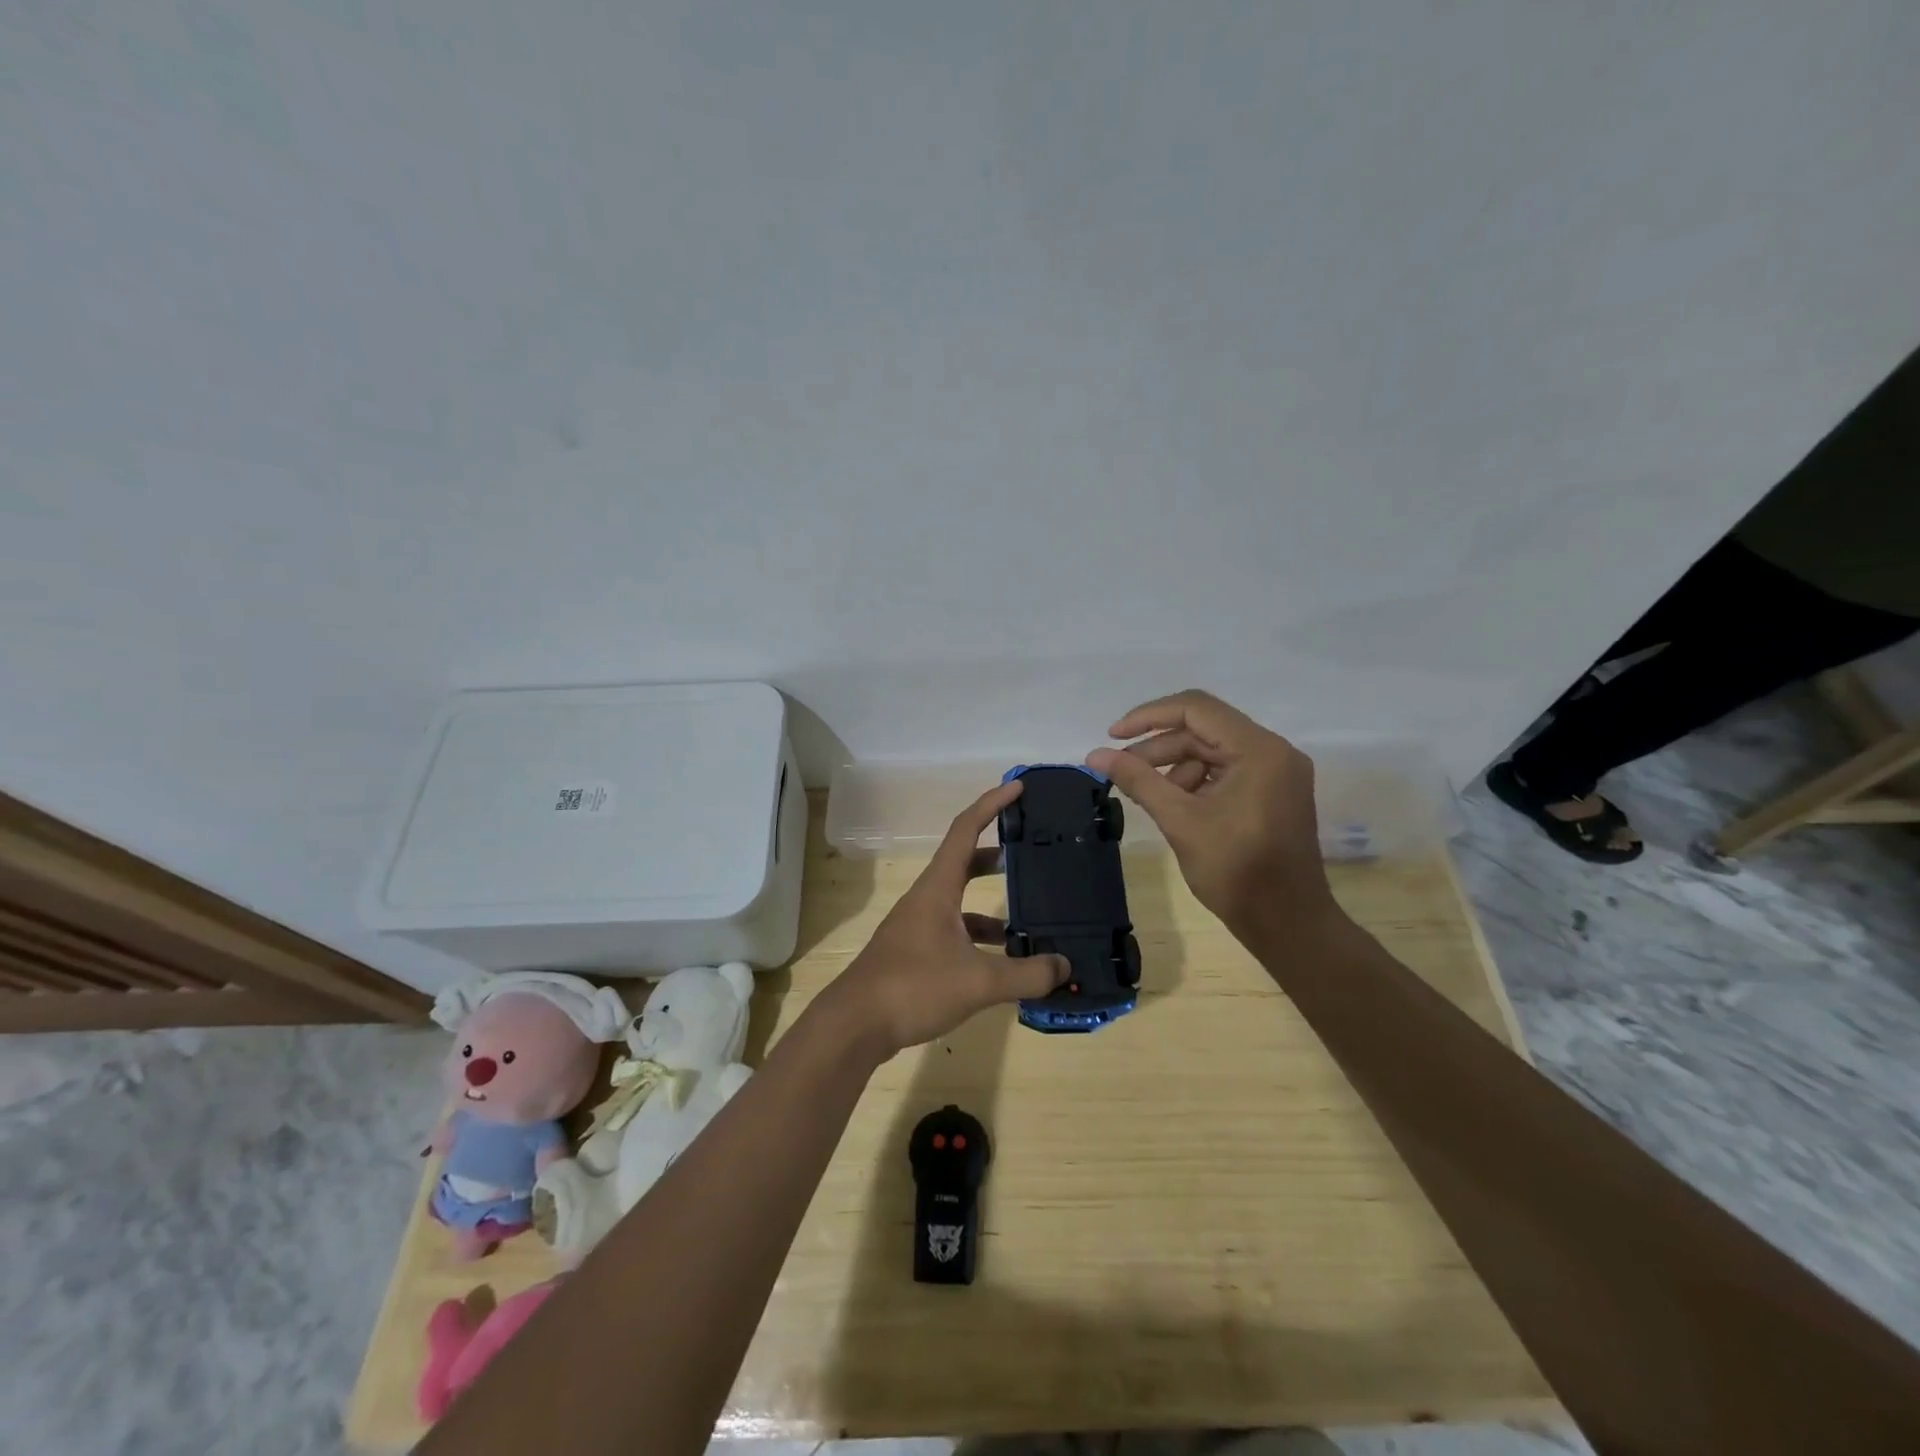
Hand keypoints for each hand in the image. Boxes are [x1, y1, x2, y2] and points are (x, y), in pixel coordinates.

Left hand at [818, 781, 1069, 1058]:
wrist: (855, 1025)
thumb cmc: (913, 987)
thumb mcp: (978, 981)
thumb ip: (1026, 973)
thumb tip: (1064, 965)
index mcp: (938, 887)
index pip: (966, 829)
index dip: (992, 804)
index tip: (1019, 787)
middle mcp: (927, 898)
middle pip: (965, 861)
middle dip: (998, 853)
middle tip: (1032, 851)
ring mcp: (918, 926)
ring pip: (961, 901)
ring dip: (992, 902)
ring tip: (1032, 916)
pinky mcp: (916, 952)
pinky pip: (956, 931)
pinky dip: (981, 937)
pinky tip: (1004, 960)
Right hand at [1086, 689, 1335, 932]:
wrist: (1288, 925)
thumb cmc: (1237, 872)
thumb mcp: (1180, 822)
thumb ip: (1138, 780)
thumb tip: (1095, 754)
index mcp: (1259, 750)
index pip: (1196, 709)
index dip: (1148, 717)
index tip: (1113, 736)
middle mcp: (1273, 751)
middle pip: (1203, 729)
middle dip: (1158, 747)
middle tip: (1120, 770)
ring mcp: (1276, 772)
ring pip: (1211, 750)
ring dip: (1173, 766)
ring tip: (1145, 794)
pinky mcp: (1272, 792)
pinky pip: (1225, 770)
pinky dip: (1194, 781)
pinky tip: (1172, 805)